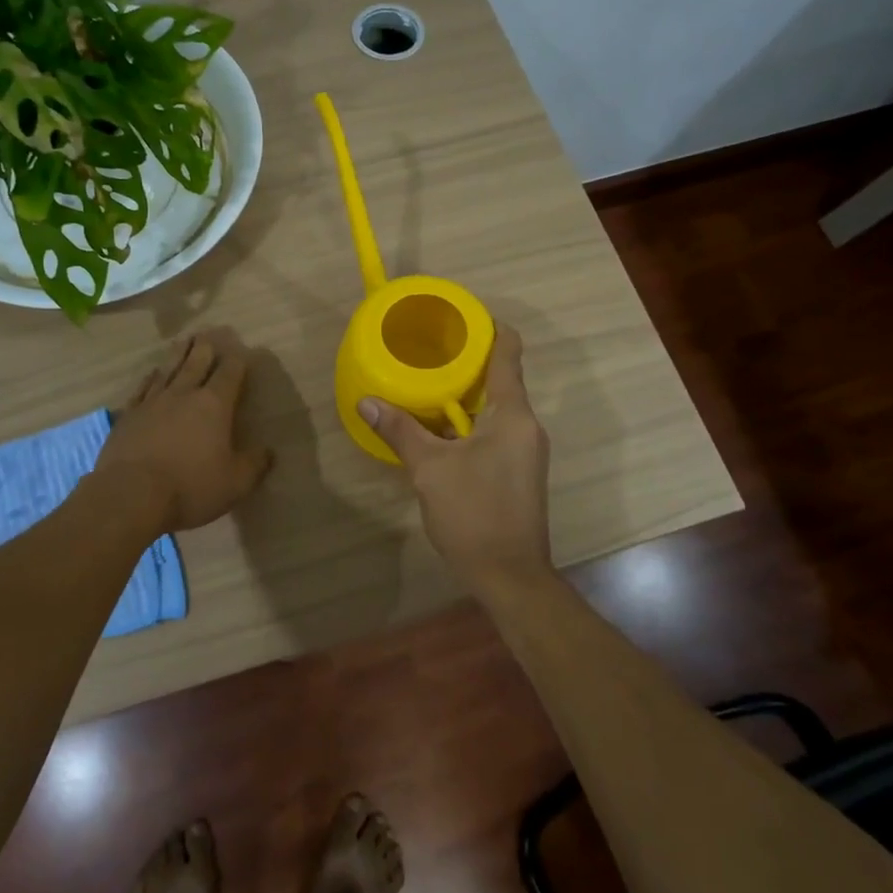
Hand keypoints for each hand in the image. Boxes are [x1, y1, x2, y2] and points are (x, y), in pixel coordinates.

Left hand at [95, 328, 273, 535]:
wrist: (131, 495)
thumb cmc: (190, 487)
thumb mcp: (235, 483)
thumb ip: (255, 464)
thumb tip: (269, 451)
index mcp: (214, 405)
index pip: (229, 374)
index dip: (237, 361)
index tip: (242, 352)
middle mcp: (183, 394)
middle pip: (196, 363)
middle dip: (205, 348)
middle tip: (208, 334)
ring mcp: (152, 402)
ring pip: (169, 369)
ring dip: (178, 354)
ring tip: (184, 340)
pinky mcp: (128, 416)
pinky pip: (142, 388)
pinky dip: (150, 378)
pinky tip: (153, 373)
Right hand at [357, 325, 552, 583]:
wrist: (510, 575)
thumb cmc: (474, 514)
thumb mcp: (429, 469)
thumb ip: (400, 430)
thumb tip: (367, 401)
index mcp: (512, 414)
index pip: (508, 352)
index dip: (488, 327)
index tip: (458, 316)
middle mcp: (526, 425)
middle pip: (500, 378)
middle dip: (465, 362)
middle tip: (426, 350)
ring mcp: (525, 450)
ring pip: (494, 408)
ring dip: (463, 395)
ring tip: (424, 385)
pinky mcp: (518, 470)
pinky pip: (493, 431)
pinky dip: (467, 422)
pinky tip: (437, 429)